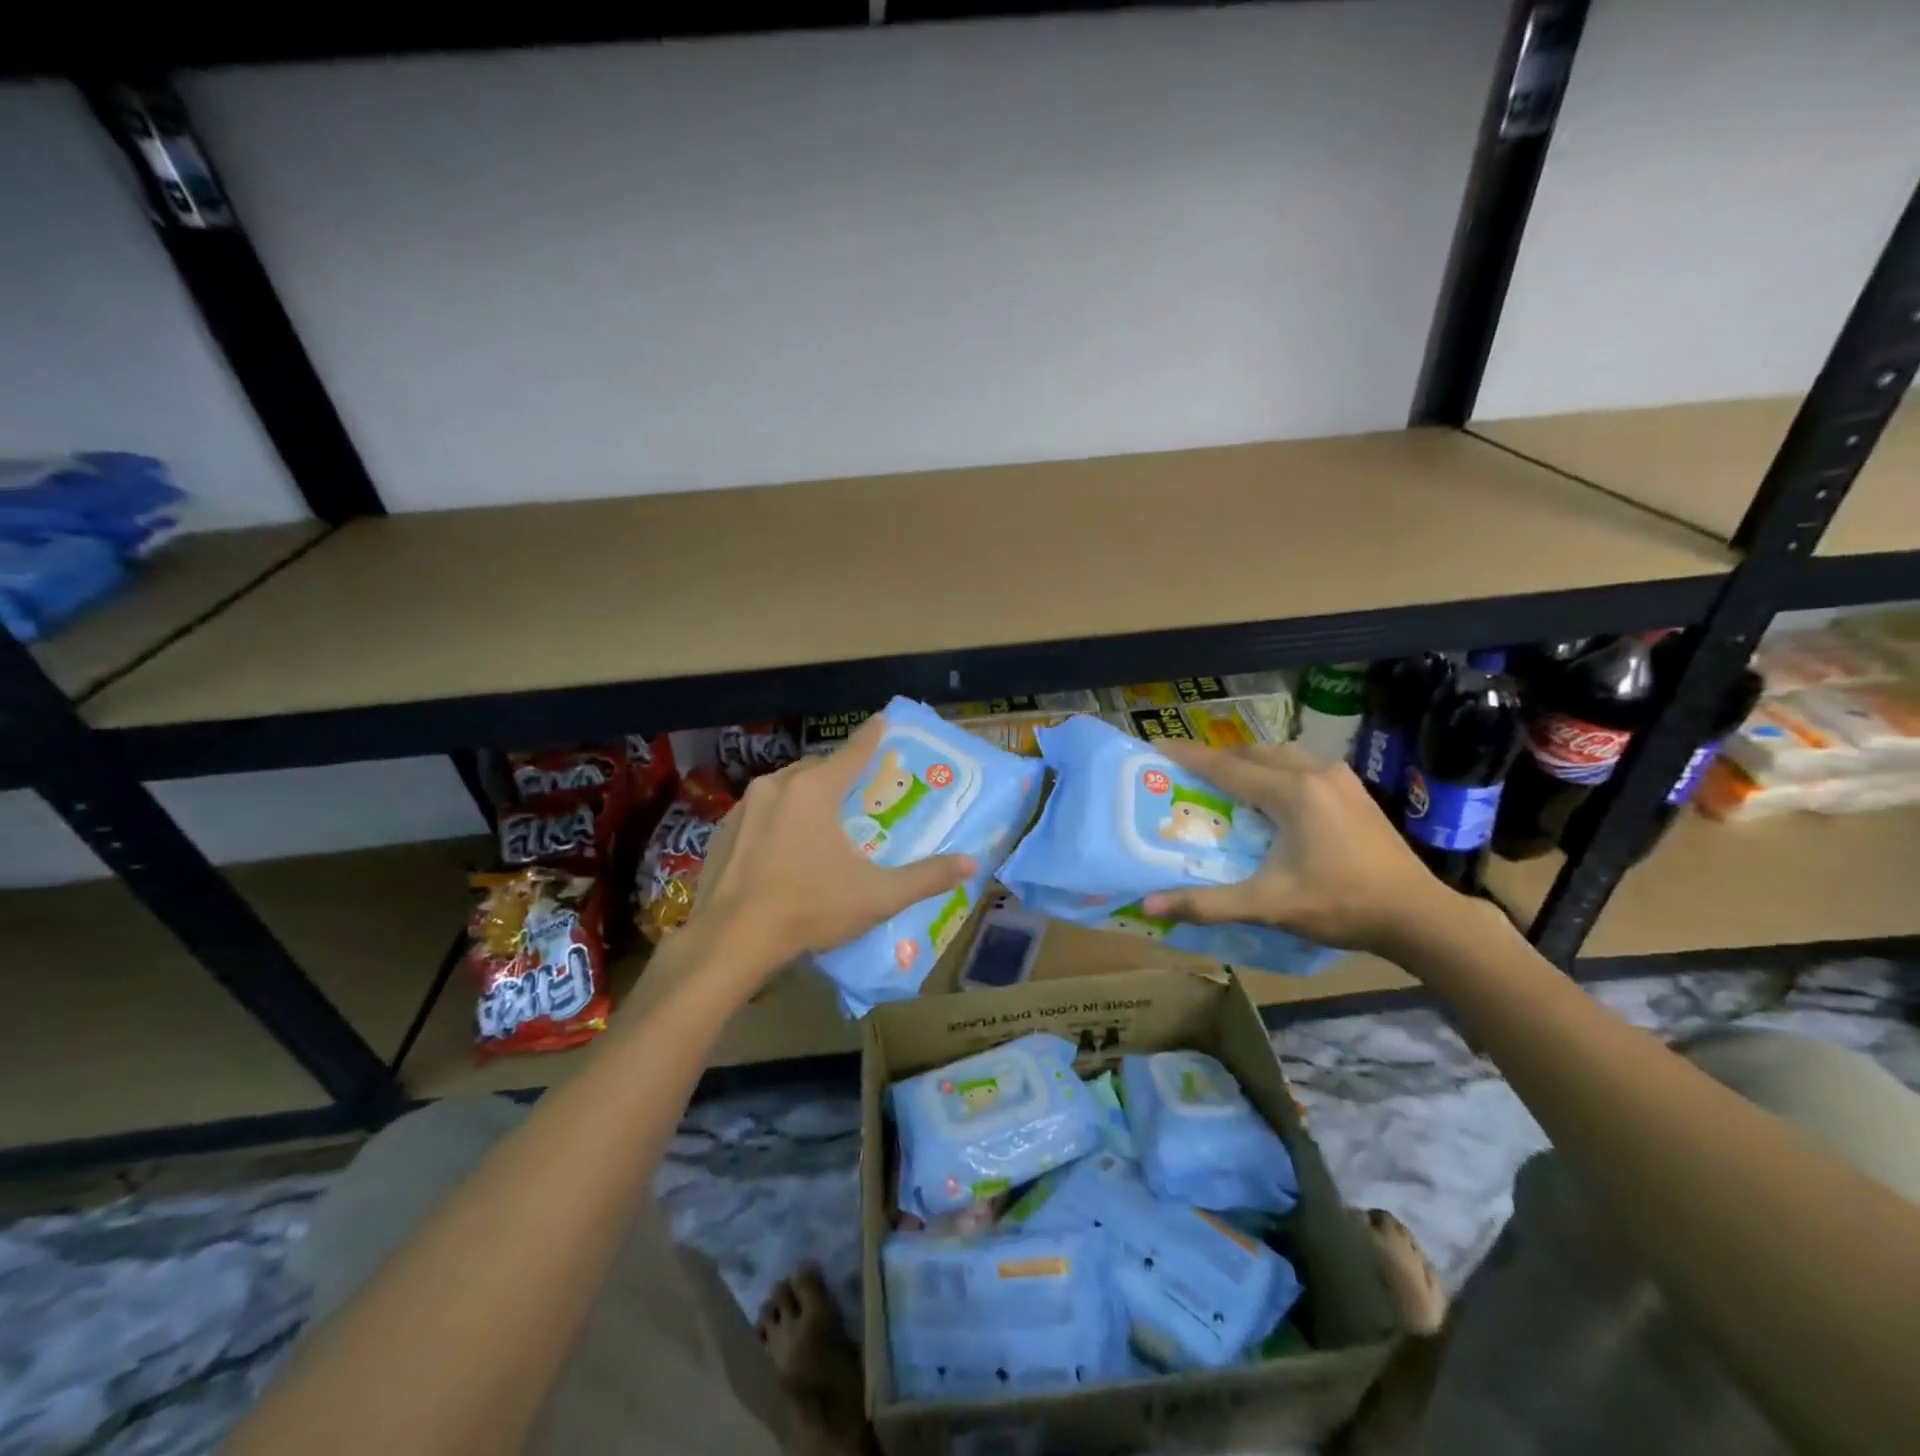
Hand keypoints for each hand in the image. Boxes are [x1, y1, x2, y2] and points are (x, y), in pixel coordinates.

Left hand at [692, 718, 976, 975]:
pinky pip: (760, 811)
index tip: (882, 720)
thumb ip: (926, 877)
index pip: (853, 751)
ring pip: (785, 787)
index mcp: (815, 790)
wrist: (730, 940)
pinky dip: (778, 817)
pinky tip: (783, 846)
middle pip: (817, 768)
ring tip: (823, 818)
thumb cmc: (809, 908)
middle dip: (839, 772)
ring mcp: (744, 807)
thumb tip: (971, 864)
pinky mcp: (722, 831)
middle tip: (859, 789)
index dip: (872, 736)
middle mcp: (777, 786)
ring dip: (807, 794)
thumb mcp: (877, 896)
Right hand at [1140, 740, 1456, 955]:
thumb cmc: (1340, 905)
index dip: (1188, 756)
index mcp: (1291, 792)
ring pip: (1280, 755)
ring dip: (1250, 763)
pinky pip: (1302, 766)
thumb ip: (1207, 903)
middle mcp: (1314, 772)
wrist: (1418, 916)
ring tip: (1228, 786)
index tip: (1157, 746)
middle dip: (1218, 759)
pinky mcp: (1354, 791)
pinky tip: (1272, 799)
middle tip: (1190, 777)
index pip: (1226, 766)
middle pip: (1253, 753)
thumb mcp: (1269, 905)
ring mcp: (1340, 778)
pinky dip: (1276, 772)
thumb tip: (1148, 906)